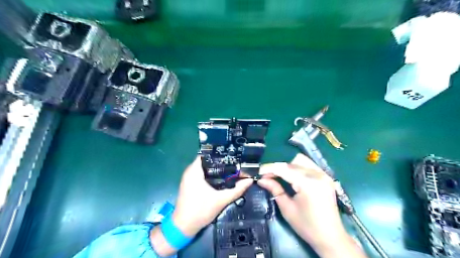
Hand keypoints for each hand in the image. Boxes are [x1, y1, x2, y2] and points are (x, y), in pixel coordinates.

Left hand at [150, 155, 250, 255]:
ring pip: (205, 168)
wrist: (183, 227)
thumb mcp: (221, 200)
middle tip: (235, 162)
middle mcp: (190, 171)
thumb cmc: (200, 211)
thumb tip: (249, 181)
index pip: (207, 154)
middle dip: (221, 161)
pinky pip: (202, 174)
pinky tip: (222, 178)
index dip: (220, 153)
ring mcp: (189, 178)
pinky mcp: (190, 185)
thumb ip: (236, 190)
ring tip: (231, 168)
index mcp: (194, 171)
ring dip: (216, 168)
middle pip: (207, 160)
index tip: (232, 155)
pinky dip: (211, 175)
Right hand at [257, 154, 364, 256]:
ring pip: (301, 161)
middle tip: (267, 177)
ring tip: (280, 176)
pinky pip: (309, 165)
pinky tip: (293, 176)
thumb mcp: (287, 208)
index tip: (258, 172)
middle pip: (291, 162)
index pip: (284, 169)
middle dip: (277, 168)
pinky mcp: (326, 177)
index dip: (269, 169)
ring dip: (288, 166)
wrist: (331, 237)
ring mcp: (324, 175)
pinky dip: (298, 168)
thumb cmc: (307, 226)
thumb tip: (261, 179)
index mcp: (308, 183)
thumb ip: (274, 189)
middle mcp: (317, 175)